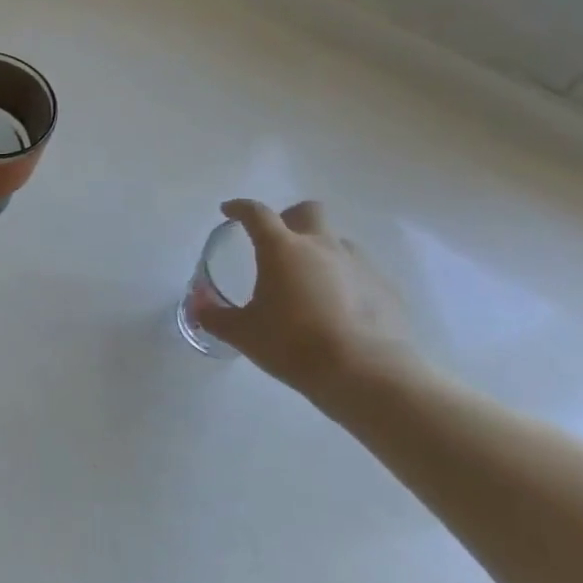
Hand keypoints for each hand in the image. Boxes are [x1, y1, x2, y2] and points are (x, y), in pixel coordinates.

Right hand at [198, 199, 418, 397]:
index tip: (228, 211)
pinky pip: (359, 271)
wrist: (367, 374)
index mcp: (282, 249)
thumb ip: (214, 316)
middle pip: (308, 211)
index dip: (240, 208)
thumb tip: (198, 304)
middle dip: (290, 218)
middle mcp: (322, 247)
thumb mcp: (242, 333)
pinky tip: (336, 309)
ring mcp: (359, 265)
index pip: (257, 214)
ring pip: (336, 241)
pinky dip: (343, 280)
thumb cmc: (293, 345)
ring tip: (307, 283)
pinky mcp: (385, 287)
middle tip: (276, 243)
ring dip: (319, 252)